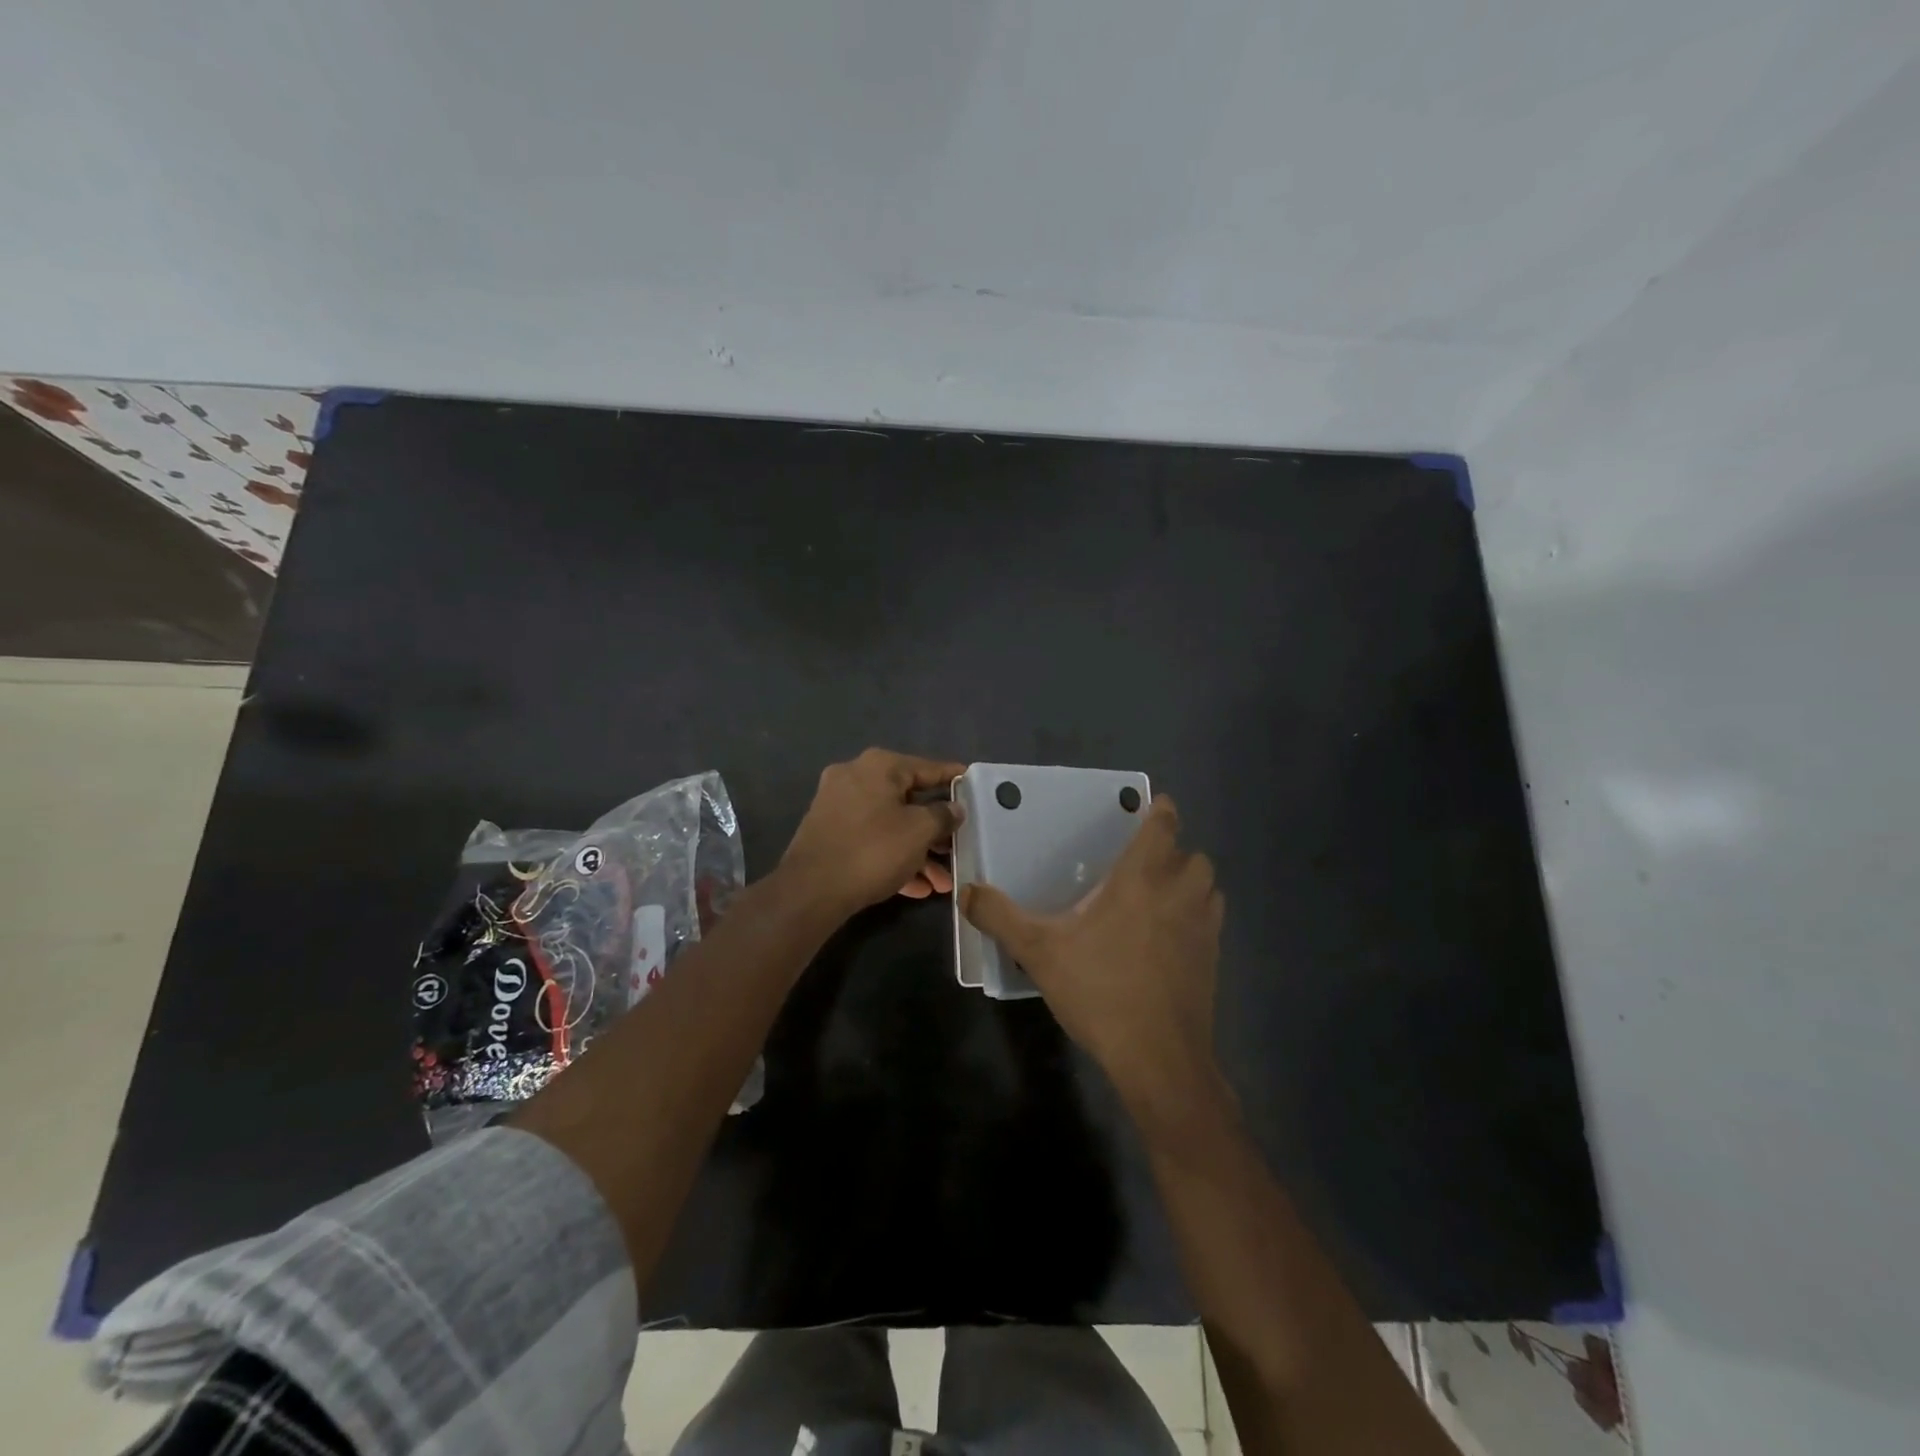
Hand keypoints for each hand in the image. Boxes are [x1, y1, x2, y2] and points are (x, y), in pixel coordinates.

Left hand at [779, 749, 965, 916]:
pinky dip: (893, 857)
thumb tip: (954, 807)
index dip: (953, 779)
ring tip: (942, 882)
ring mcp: (838, 805)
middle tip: (958, 847)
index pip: (927, 768)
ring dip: (918, 851)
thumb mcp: (919, 832)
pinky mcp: (829, 833)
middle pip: (908, 799)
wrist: (811, 891)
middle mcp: (855, 777)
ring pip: (890, 824)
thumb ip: (943, 815)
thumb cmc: (873, 851)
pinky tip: (917, 888)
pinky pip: (871, 839)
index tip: (974, 786)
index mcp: (879, 766)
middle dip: (935, 830)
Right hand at [960, 795, 1223, 1116]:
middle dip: (1176, 851)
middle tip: (1145, 862)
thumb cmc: (1100, 990)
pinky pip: (1212, 921)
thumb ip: (1001, 917)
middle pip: (1194, 855)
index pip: (1163, 827)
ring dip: (1191, 882)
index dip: (1161, 811)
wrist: (1158, 1056)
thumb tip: (968, 891)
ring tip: (1161, 895)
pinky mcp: (1213, 960)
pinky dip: (1198, 916)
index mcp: (1141, 879)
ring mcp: (1203, 928)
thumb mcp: (1039, 952)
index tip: (1155, 805)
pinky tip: (1170, 939)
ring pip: (1209, 887)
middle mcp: (1179, 894)